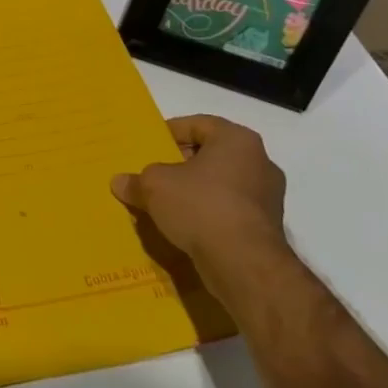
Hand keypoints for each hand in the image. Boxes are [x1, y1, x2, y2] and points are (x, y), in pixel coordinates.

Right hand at [111, 115, 289, 301]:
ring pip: (222, 183)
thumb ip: (137, 180)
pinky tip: (186, 225)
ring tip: (167, 202)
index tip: (150, 145)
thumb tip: (120, 182)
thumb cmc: (200, 206)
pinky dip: (209, 213)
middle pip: (212, 154)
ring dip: (196, 190)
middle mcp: (259, 162)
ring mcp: (268, 196)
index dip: (171, 132)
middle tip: (155, 173)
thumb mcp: (155, 186)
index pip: (199, 124)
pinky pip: (230, 210)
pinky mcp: (267, 227)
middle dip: (182, 163)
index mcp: (237, 140)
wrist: (244, 263)